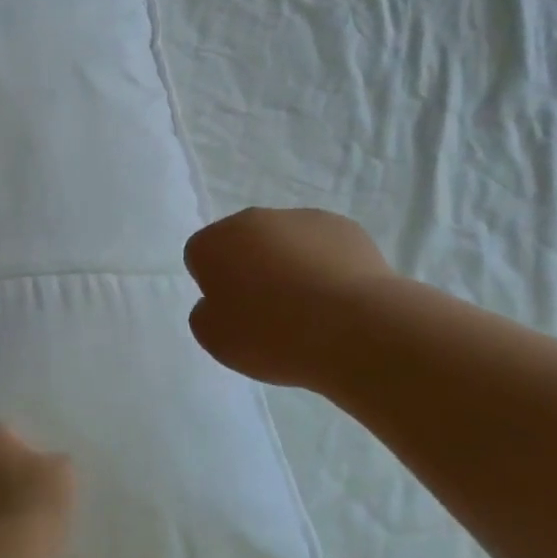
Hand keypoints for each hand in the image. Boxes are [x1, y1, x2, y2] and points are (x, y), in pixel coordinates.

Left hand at [0, 424, 76, 550]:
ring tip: (15, 524)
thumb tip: (46, 465)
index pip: (9, 434)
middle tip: (28, 497)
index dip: (27, 453)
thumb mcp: (63, 474)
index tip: (41, 474)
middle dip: (4, 474)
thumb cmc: (33, 504)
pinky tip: (0, 542)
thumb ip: (53, 462)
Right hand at [184, 207, 395, 389]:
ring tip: (310, 310)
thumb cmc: (272, 335)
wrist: (356, 329)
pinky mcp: (346, 228)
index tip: (232, 313)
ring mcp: (303, 218)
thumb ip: (206, 313)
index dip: (213, 285)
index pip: (200, 255)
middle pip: (243, 243)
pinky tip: (338, 301)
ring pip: (285, 242)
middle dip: (250, 269)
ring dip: (289, 265)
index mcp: (215, 242)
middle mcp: (255, 219)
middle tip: (268, 311)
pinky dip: (325, 267)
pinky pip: (323, 247)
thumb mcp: (215, 339)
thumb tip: (220, 301)